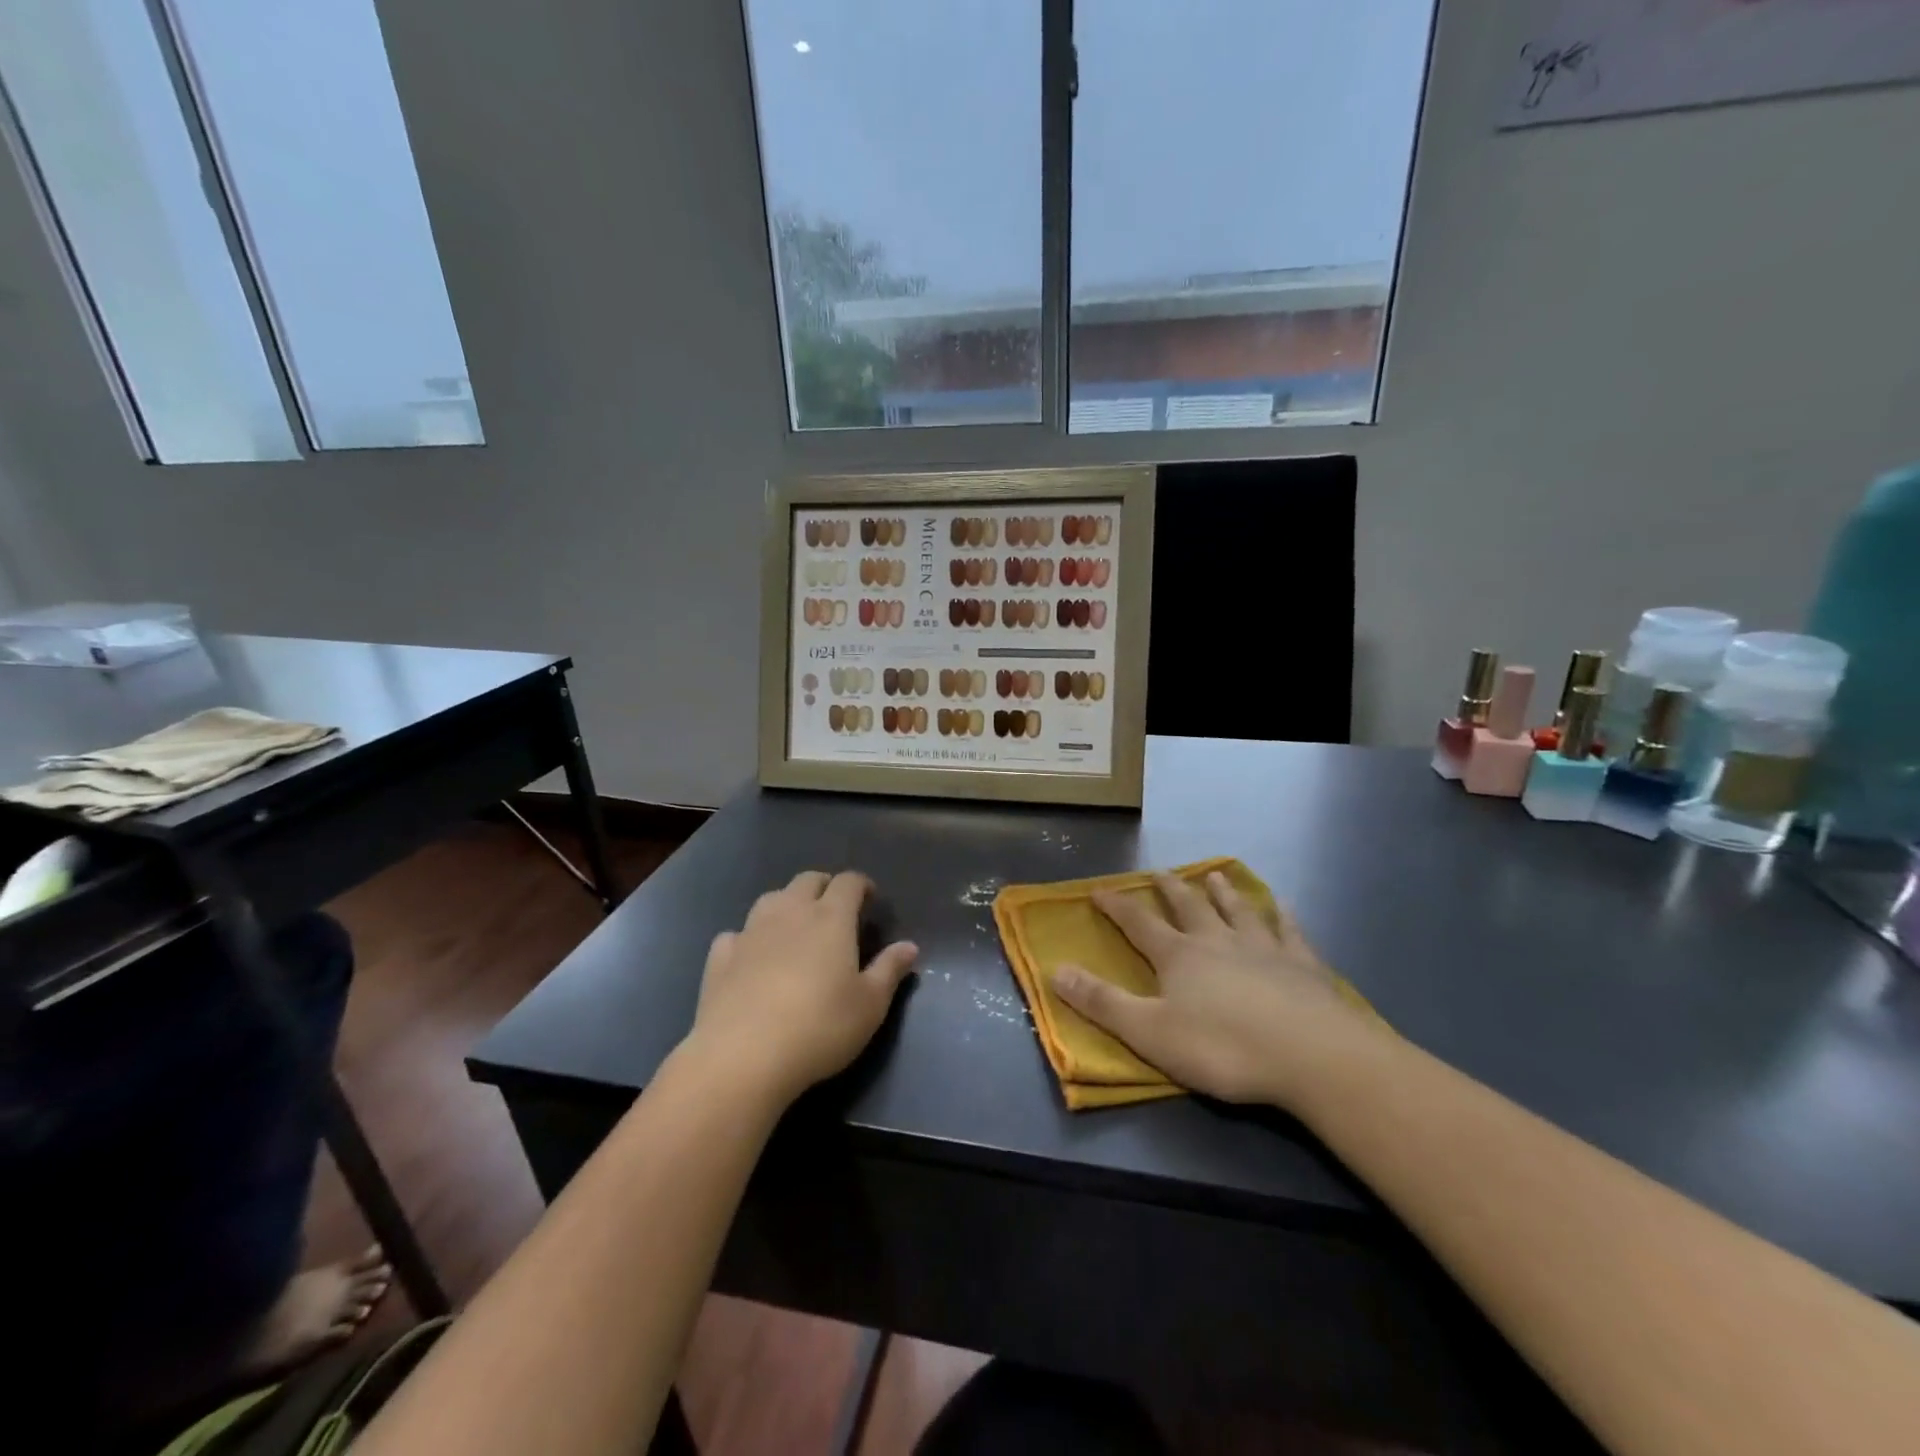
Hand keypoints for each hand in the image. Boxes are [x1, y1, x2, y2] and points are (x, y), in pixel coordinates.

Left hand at [688, 870, 916, 1106]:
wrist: (742, 1056)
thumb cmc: (820, 1027)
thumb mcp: (870, 1005)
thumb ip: (889, 970)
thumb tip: (909, 946)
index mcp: (831, 918)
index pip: (848, 882)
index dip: (861, 885)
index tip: (870, 900)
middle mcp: (790, 913)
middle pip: (808, 880)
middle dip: (824, 887)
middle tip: (835, 910)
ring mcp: (751, 932)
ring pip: (771, 899)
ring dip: (786, 904)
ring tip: (795, 927)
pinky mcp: (720, 957)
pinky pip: (737, 934)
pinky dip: (748, 938)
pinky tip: (751, 957)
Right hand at [1050, 870, 1376, 1107]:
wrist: (1313, 1056)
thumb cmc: (1224, 1048)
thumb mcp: (1150, 1033)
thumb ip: (1103, 1002)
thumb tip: (1056, 970)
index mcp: (1179, 956)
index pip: (1139, 923)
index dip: (1117, 907)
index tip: (1100, 890)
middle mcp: (1218, 941)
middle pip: (1189, 907)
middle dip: (1170, 890)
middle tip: (1160, 872)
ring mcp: (1264, 948)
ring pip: (1237, 909)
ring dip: (1223, 892)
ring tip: (1214, 874)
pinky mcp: (1303, 964)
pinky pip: (1288, 930)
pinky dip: (1280, 915)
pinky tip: (1281, 905)